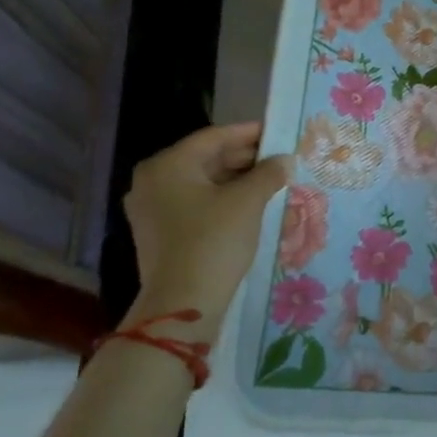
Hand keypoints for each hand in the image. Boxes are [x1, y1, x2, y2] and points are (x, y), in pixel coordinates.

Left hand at [122, 123, 290, 342]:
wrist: (183, 304)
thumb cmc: (214, 241)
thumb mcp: (248, 201)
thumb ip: (268, 173)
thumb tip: (285, 160)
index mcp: (168, 165)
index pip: (215, 137)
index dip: (250, 133)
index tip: (279, 132)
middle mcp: (152, 181)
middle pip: (206, 159)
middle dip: (245, 158)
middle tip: (280, 158)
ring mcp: (151, 209)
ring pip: (202, 182)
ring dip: (236, 180)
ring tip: (272, 181)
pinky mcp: (159, 233)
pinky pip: (195, 204)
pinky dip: (222, 199)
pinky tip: (250, 204)